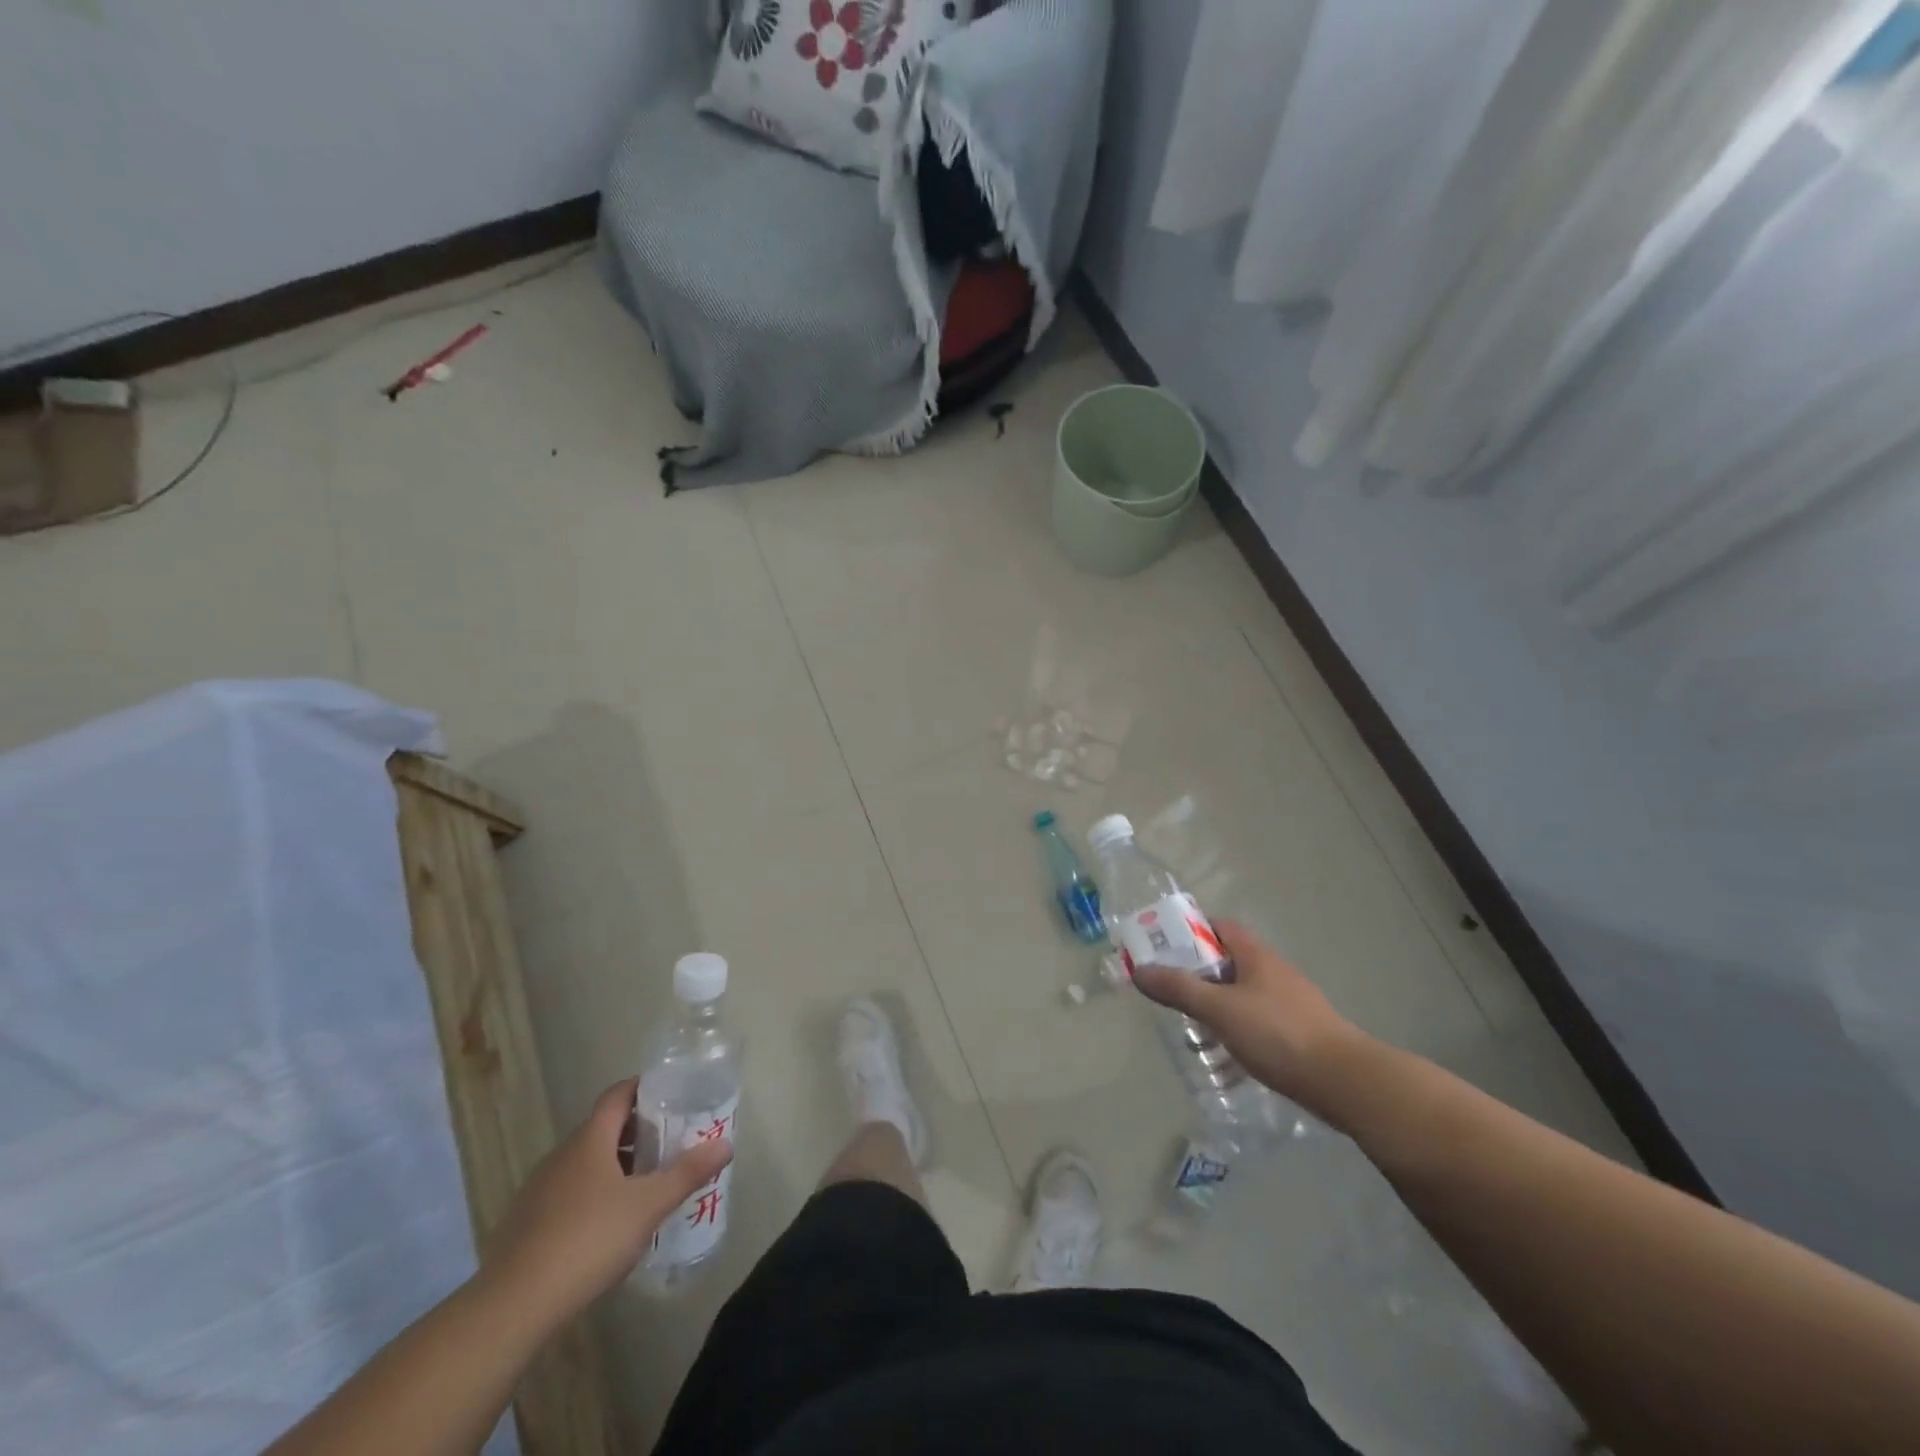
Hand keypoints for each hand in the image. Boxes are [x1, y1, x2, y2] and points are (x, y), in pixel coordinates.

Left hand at [481, 1078, 731, 1326]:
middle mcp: (562, 1155)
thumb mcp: (649, 1205)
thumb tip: (726, 1144)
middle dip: (638, 1131)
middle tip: (671, 1142)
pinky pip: (570, 1192)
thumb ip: (688, 1173)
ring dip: (617, 1164)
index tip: (673, 1095)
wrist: (512, 1307)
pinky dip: (594, 1193)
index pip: (618, 1094)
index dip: (645, 1088)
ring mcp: (540, 1189)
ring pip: (586, 1162)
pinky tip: (610, 1224)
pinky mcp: (527, 1223)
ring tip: (647, 1184)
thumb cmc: (588, 1240)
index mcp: (590, 1139)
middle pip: (604, 1127)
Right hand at [1132, 919, 1363, 1117]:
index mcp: (1256, 955)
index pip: (1220, 926)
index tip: (1165, 949)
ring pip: (1243, 993)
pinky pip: (1258, 1020)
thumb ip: (1179, 989)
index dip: (1191, 932)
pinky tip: (1227, 1052)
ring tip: (1193, 1026)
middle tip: (1171, 990)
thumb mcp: (1219, 1009)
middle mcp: (1274, 971)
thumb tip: (1138, 970)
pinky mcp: (1299, 1032)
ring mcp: (1290, 1002)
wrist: (1344, 1081)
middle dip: (1199, 973)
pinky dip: (1237, 1027)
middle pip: (1228, 960)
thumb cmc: (1278, 1033)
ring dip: (1217, 1003)